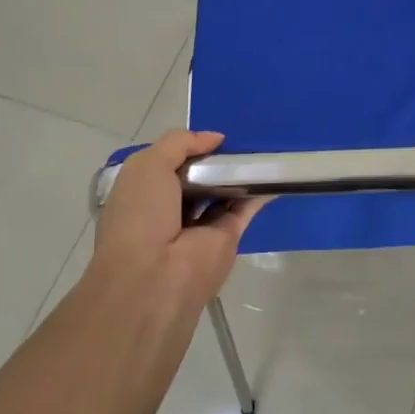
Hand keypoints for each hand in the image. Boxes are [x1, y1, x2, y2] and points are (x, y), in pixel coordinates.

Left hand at [93, 130, 266, 304]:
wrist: (156, 276)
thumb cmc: (141, 215)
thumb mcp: (147, 166)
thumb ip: (179, 143)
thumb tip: (215, 139)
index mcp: (143, 194)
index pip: (167, 164)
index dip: (187, 149)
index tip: (209, 137)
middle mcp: (170, 210)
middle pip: (198, 177)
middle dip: (214, 160)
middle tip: (238, 139)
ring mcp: (200, 225)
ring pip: (223, 192)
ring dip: (238, 174)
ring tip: (260, 148)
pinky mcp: (227, 238)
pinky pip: (244, 208)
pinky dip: (259, 192)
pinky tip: (273, 173)